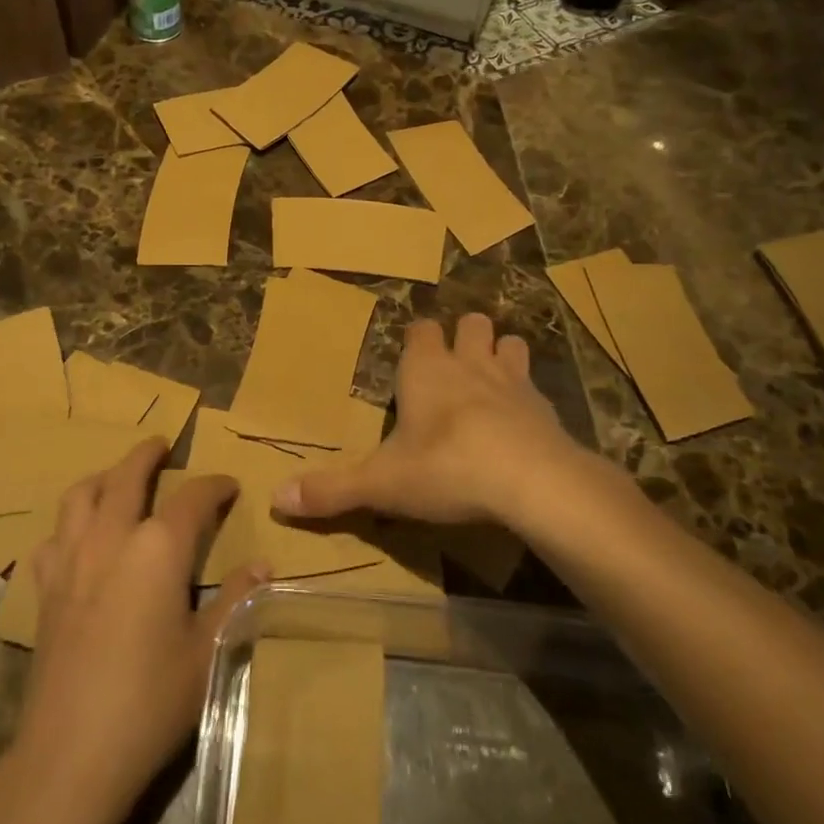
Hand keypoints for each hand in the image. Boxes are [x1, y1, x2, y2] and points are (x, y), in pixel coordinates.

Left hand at [15, 441, 266, 823]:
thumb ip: (234, 600)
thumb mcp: (207, 652)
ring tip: (116, 477)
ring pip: (80, 496)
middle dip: (147, 455)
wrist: (71, 755)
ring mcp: (72, 561)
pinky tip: (79, 539)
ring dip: (102, 477)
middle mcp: (111, 539)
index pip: (192, 497)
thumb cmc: (150, 701)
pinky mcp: (46, 590)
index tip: (229, 485)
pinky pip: (53, 538)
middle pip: (126, 476)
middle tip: (162, 444)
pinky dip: (69, 525)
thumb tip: (264, 565)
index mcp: (158, 548)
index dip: (214, 486)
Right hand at [273, 313, 590, 528]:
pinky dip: (528, 397)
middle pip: (471, 324)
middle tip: (454, 362)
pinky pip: (536, 388)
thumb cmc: (446, 467)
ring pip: (510, 344)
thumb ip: (332, 490)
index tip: (410, 351)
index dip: (416, 337)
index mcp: (425, 369)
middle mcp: (469, 363)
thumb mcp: (381, 484)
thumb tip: (277, 499)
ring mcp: (513, 381)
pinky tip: (523, 424)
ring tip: (491, 380)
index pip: (420, 329)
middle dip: (464, 334)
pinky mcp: (546, 408)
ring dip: (501, 354)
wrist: (532, 481)